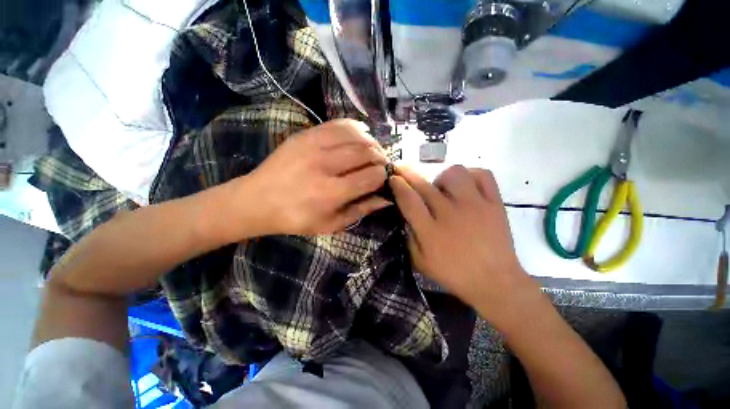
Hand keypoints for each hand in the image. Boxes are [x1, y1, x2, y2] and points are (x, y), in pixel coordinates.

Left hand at [241, 119, 391, 235]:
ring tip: (374, 151)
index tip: (384, 178)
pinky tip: (361, 134)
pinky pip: (338, 124)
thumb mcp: (331, 224)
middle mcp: (325, 165)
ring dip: (371, 142)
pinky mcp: (305, 135)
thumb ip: (361, 210)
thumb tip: (386, 198)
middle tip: (382, 164)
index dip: (384, 175)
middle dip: (381, 158)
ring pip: (356, 135)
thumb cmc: (296, 218)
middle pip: (366, 153)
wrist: (258, 200)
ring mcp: (313, 145)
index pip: (372, 176)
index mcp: (332, 192)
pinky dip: (355, 128)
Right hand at [389, 165, 538, 325]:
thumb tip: (405, 214)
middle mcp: (451, 214)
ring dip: (441, 177)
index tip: (392, 177)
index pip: (409, 200)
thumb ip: (409, 237)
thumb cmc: (454, 274)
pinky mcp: (495, 204)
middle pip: (424, 185)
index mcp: (431, 232)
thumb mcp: (420, 262)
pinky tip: (464, 186)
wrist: (495, 282)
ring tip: (442, 188)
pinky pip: (483, 175)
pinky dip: (470, 174)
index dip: (397, 185)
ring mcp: (476, 206)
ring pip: (454, 173)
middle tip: (402, 169)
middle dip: (407, 172)